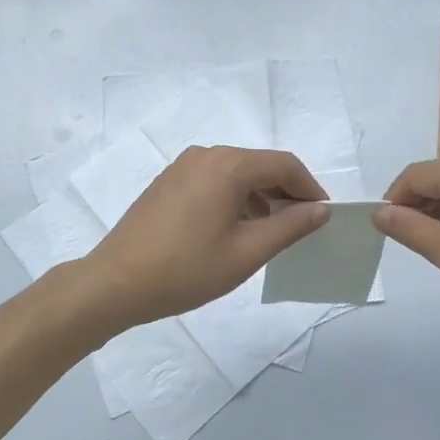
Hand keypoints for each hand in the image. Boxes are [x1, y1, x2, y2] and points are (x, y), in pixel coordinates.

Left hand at [85, 146, 329, 328]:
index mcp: (227, 165)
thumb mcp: (247, 252)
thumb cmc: (186, 269)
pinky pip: (212, 181)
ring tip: (271, 232)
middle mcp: (205, 156)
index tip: (324, 215)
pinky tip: (235, 229)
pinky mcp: (167, 182)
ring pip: (235, 173)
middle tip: (302, 226)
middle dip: (285, 192)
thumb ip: (289, 226)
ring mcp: (182, 167)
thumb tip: (320, 209)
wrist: (115, 283)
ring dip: (259, 196)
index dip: (309, 188)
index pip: (283, 165)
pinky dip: (233, 198)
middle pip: (258, 165)